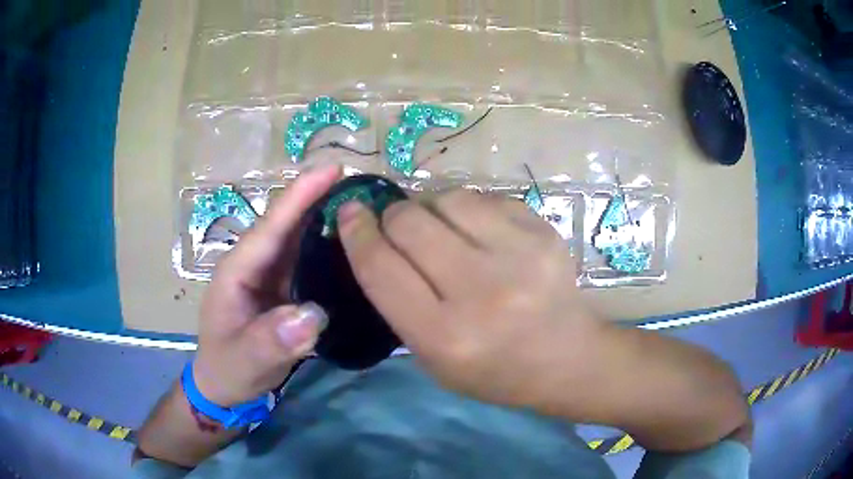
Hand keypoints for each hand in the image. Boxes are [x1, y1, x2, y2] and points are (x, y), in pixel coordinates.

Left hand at [192, 165, 340, 406]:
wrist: (224, 384)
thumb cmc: (228, 369)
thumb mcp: (245, 361)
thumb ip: (271, 341)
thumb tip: (314, 314)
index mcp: (238, 270)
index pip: (271, 226)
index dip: (301, 195)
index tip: (333, 169)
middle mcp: (254, 263)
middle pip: (288, 223)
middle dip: (320, 196)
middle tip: (363, 182)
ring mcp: (269, 275)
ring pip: (299, 237)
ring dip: (327, 216)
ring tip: (365, 203)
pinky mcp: (283, 287)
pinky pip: (307, 259)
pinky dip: (328, 245)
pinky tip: (353, 244)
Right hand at [337, 190, 604, 407]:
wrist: (566, 357)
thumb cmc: (493, 369)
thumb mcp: (432, 357)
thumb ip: (397, 301)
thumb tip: (375, 238)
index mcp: (445, 335)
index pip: (380, 268)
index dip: (356, 233)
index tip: (349, 211)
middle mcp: (480, 291)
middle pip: (409, 223)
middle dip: (393, 218)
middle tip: (399, 227)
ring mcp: (519, 255)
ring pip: (447, 198)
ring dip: (431, 207)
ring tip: (441, 227)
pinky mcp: (543, 232)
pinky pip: (485, 197)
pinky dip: (469, 208)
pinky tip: (478, 230)